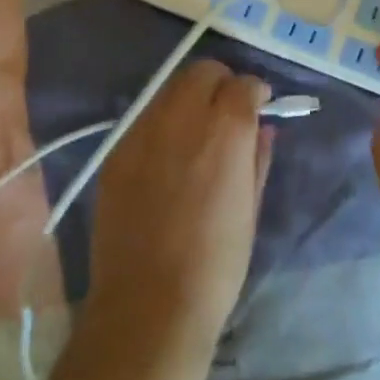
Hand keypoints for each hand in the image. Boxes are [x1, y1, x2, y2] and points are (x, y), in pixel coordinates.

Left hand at [86, 59, 273, 358]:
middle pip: (203, 72)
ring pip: (170, 88)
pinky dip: (162, 122)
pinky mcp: (116, 153)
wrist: (148, 308)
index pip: (243, 84)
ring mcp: (143, 133)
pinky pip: (145, 118)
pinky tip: (167, 154)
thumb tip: (263, 128)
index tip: (258, 108)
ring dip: (190, 97)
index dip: (255, 93)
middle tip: (227, 111)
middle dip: (221, 83)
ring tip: (196, 130)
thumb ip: (258, 157)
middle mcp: (183, 119)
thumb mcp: (251, 209)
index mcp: (225, 131)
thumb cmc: (216, 264)